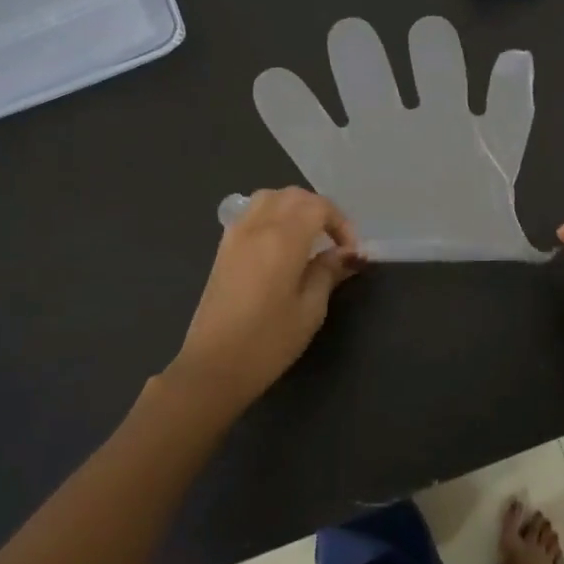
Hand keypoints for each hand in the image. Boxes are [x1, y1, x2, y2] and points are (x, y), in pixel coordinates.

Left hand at [171, 188, 363, 407]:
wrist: (213, 367)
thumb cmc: (268, 342)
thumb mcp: (310, 309)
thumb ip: (328, 272)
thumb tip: (346, 254)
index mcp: (283, 239)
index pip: (319, 207)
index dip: (341, 223)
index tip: (351, 252)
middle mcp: (258, 227)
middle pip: (294, 196)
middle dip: (320, 210)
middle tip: (335, 241)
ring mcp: (236, 235)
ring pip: (269, 198)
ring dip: (294, 207)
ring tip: (308, 236)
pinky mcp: (223, 248)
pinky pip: (251, 213)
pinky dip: (272, 215)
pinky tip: (280, 244)